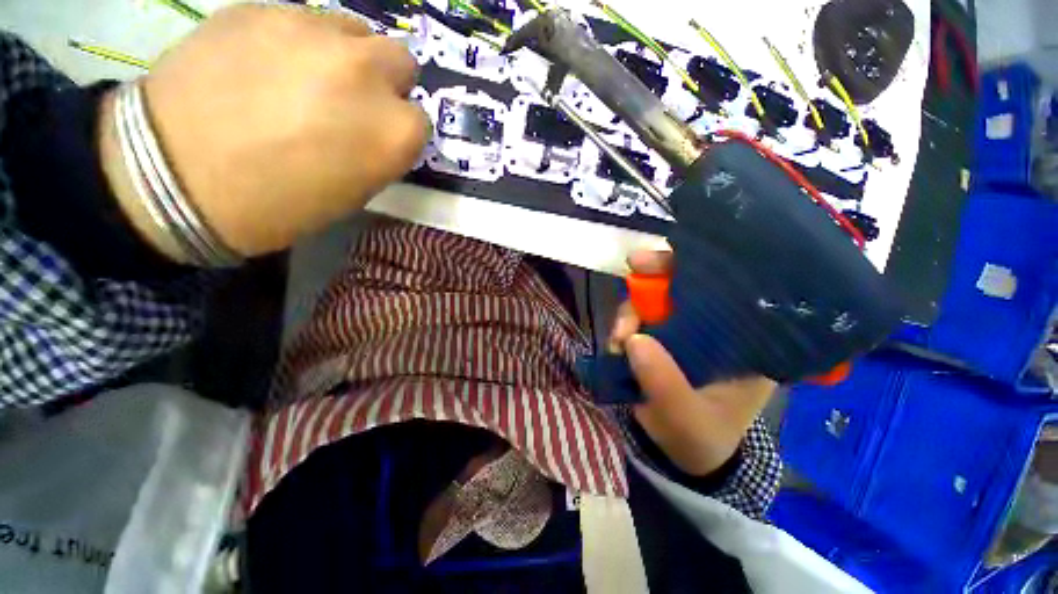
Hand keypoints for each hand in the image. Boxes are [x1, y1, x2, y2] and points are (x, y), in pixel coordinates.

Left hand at [98, 3, 428, 261]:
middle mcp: (367, 73)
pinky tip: (266, 65)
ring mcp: (315, 31)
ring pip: (356, 31)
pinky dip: (297, 41)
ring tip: (306, 78)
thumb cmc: (279, 204)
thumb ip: (379, 150)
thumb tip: (378, 125)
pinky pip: (302, 20)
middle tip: (352, 101)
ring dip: (345, 55)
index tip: (376, 138)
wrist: (174, 176)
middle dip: (385, 81)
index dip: (398, 130)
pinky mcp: (264, 8)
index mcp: (393, 131)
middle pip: (400, 60)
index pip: (420, 120)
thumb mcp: (354, 192)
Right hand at [609, 251, 776, 476]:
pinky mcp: (657, 339)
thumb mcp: (687, 420)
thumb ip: (664, 386)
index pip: (727, 290)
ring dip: (630, 313)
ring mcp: (681, 332)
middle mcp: (713, 329)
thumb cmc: (698, 438)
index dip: (695, 268)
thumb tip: (634, 340)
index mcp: (742, 343)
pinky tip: (616, 346)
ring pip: (652, 302)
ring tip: (618, 343)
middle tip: (633, 269)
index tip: (659, 261)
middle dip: (655, 278)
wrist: (679, 454)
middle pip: (684, 286)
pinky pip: (636, 320)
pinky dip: (622, 327)